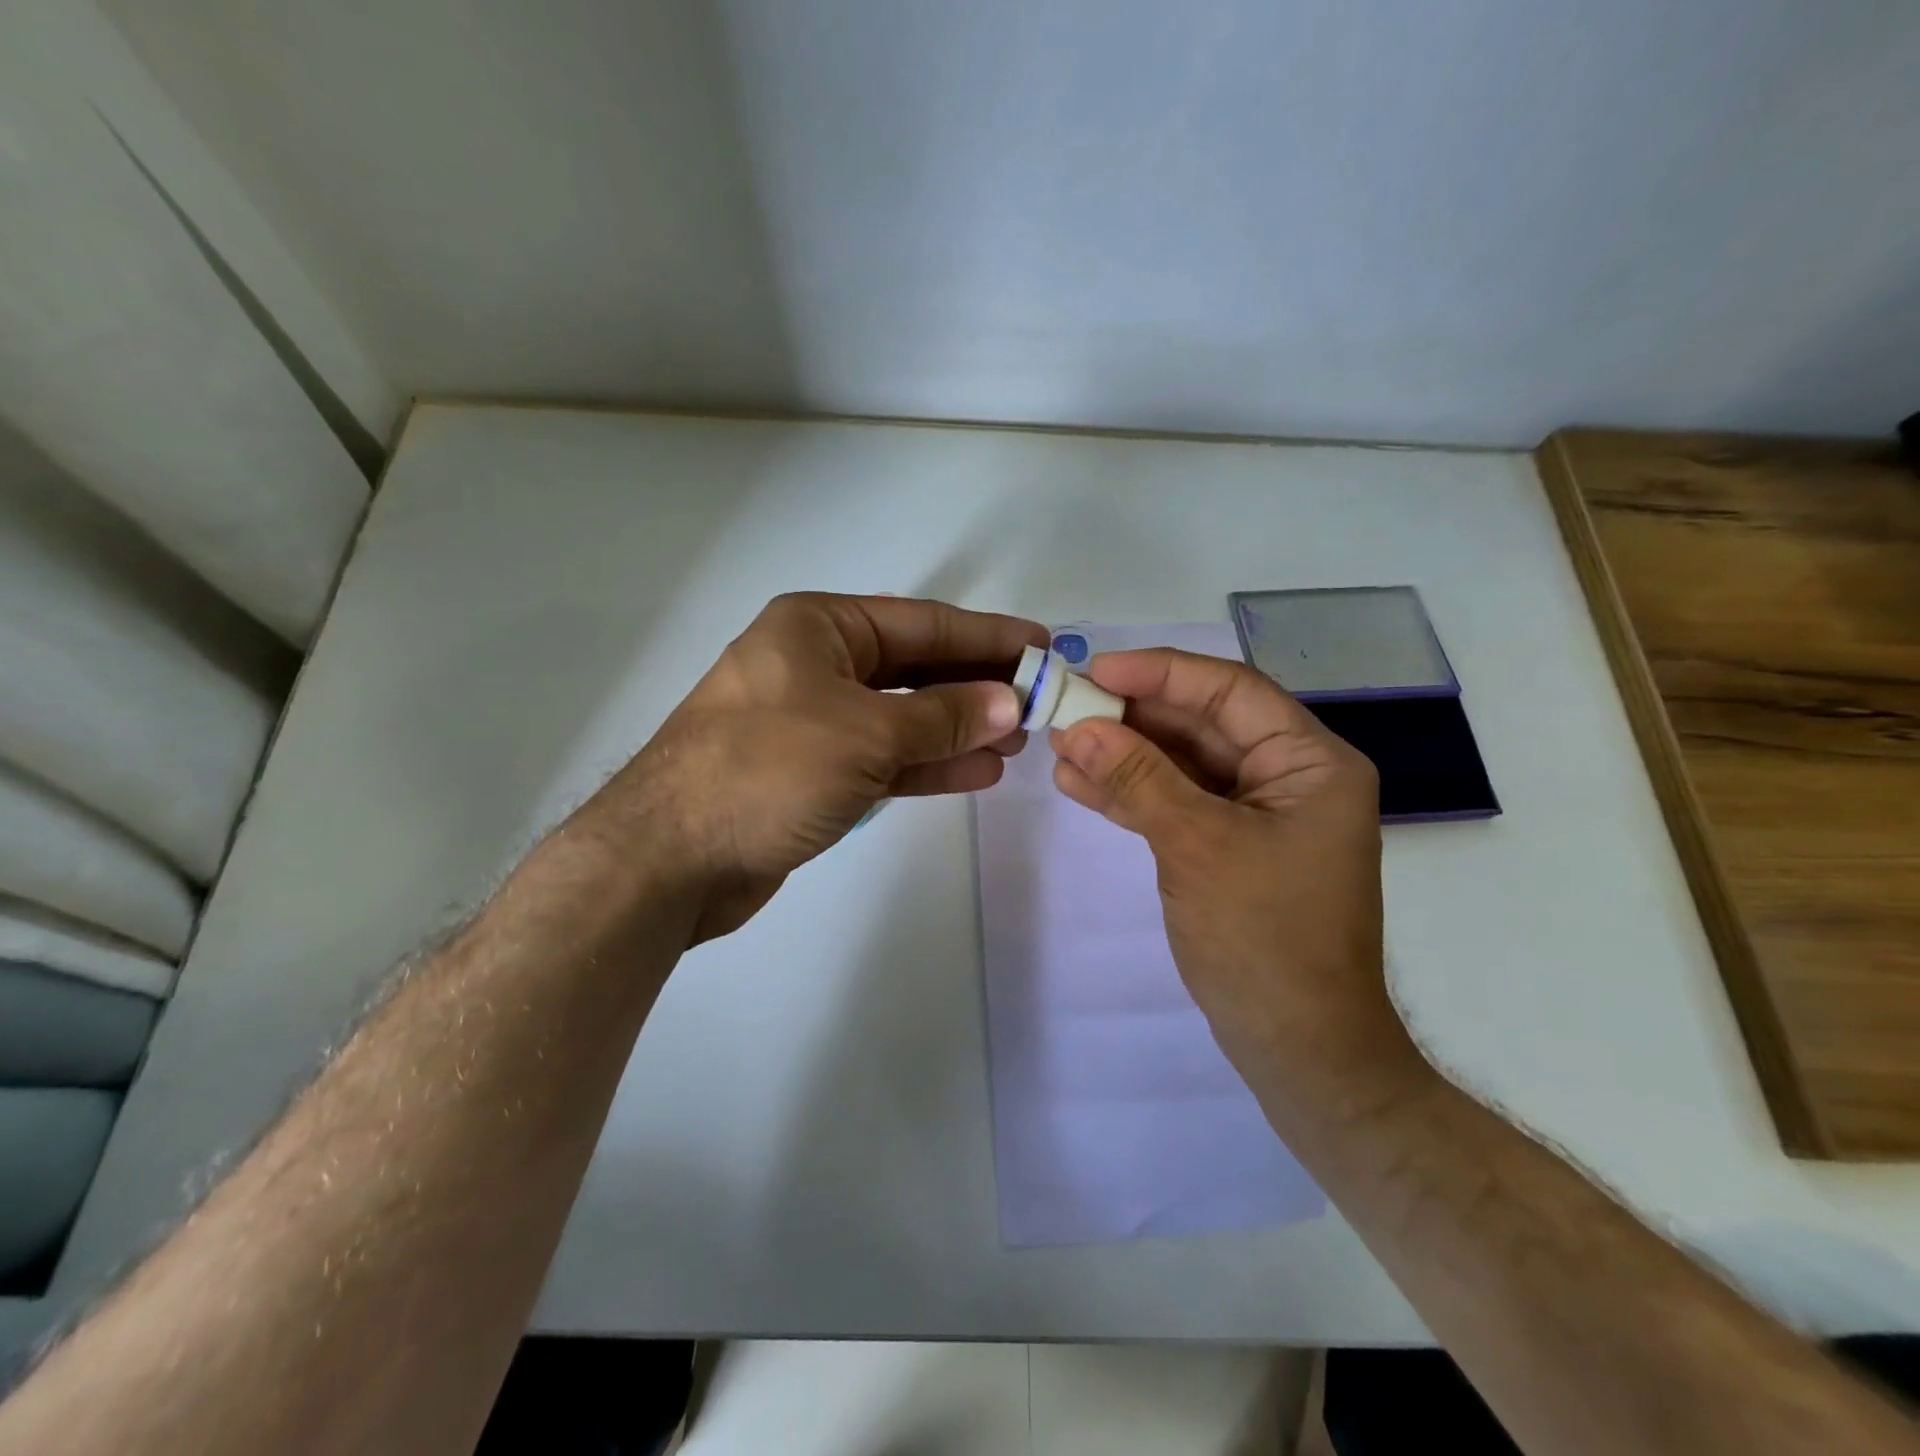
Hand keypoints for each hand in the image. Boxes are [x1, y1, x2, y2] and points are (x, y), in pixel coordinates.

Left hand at [594, 592, 1045, 941]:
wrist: (671, 858)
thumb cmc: (767, 770)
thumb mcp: (865, 734)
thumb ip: (942, 717)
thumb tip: (1008, 702)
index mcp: (818, 628)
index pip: (921, 623)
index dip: (986, 636)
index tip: (1041, 645)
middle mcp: (816, 666)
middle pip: (915, 669)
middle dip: (976, 686)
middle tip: (1038, 702)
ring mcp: (814, 722)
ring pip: (903, 718)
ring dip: (959, 729)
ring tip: (1017, 741)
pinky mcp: (813, 773)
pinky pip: (884, 759)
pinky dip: (928, 764)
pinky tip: (978, 771)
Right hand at [1049, 649, 1423, 1109]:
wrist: (1297, 1046)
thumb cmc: (1265, 937)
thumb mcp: (1197, 845)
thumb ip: (1138, 779)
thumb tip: (1080, 727)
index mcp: (1309, 762)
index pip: (1229, 691)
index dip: (1161, 673)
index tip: (1097, 671)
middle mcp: (1287, 777)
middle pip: (1201, 724)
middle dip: (1132, 716)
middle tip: (1067, 706)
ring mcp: (1255, 814)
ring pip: (1180, 764)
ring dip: (1122, 754)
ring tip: (1060, 744)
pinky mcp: (1226, 847)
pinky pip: (1174, 803)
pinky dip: (1130, 794)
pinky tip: (1079, 783)